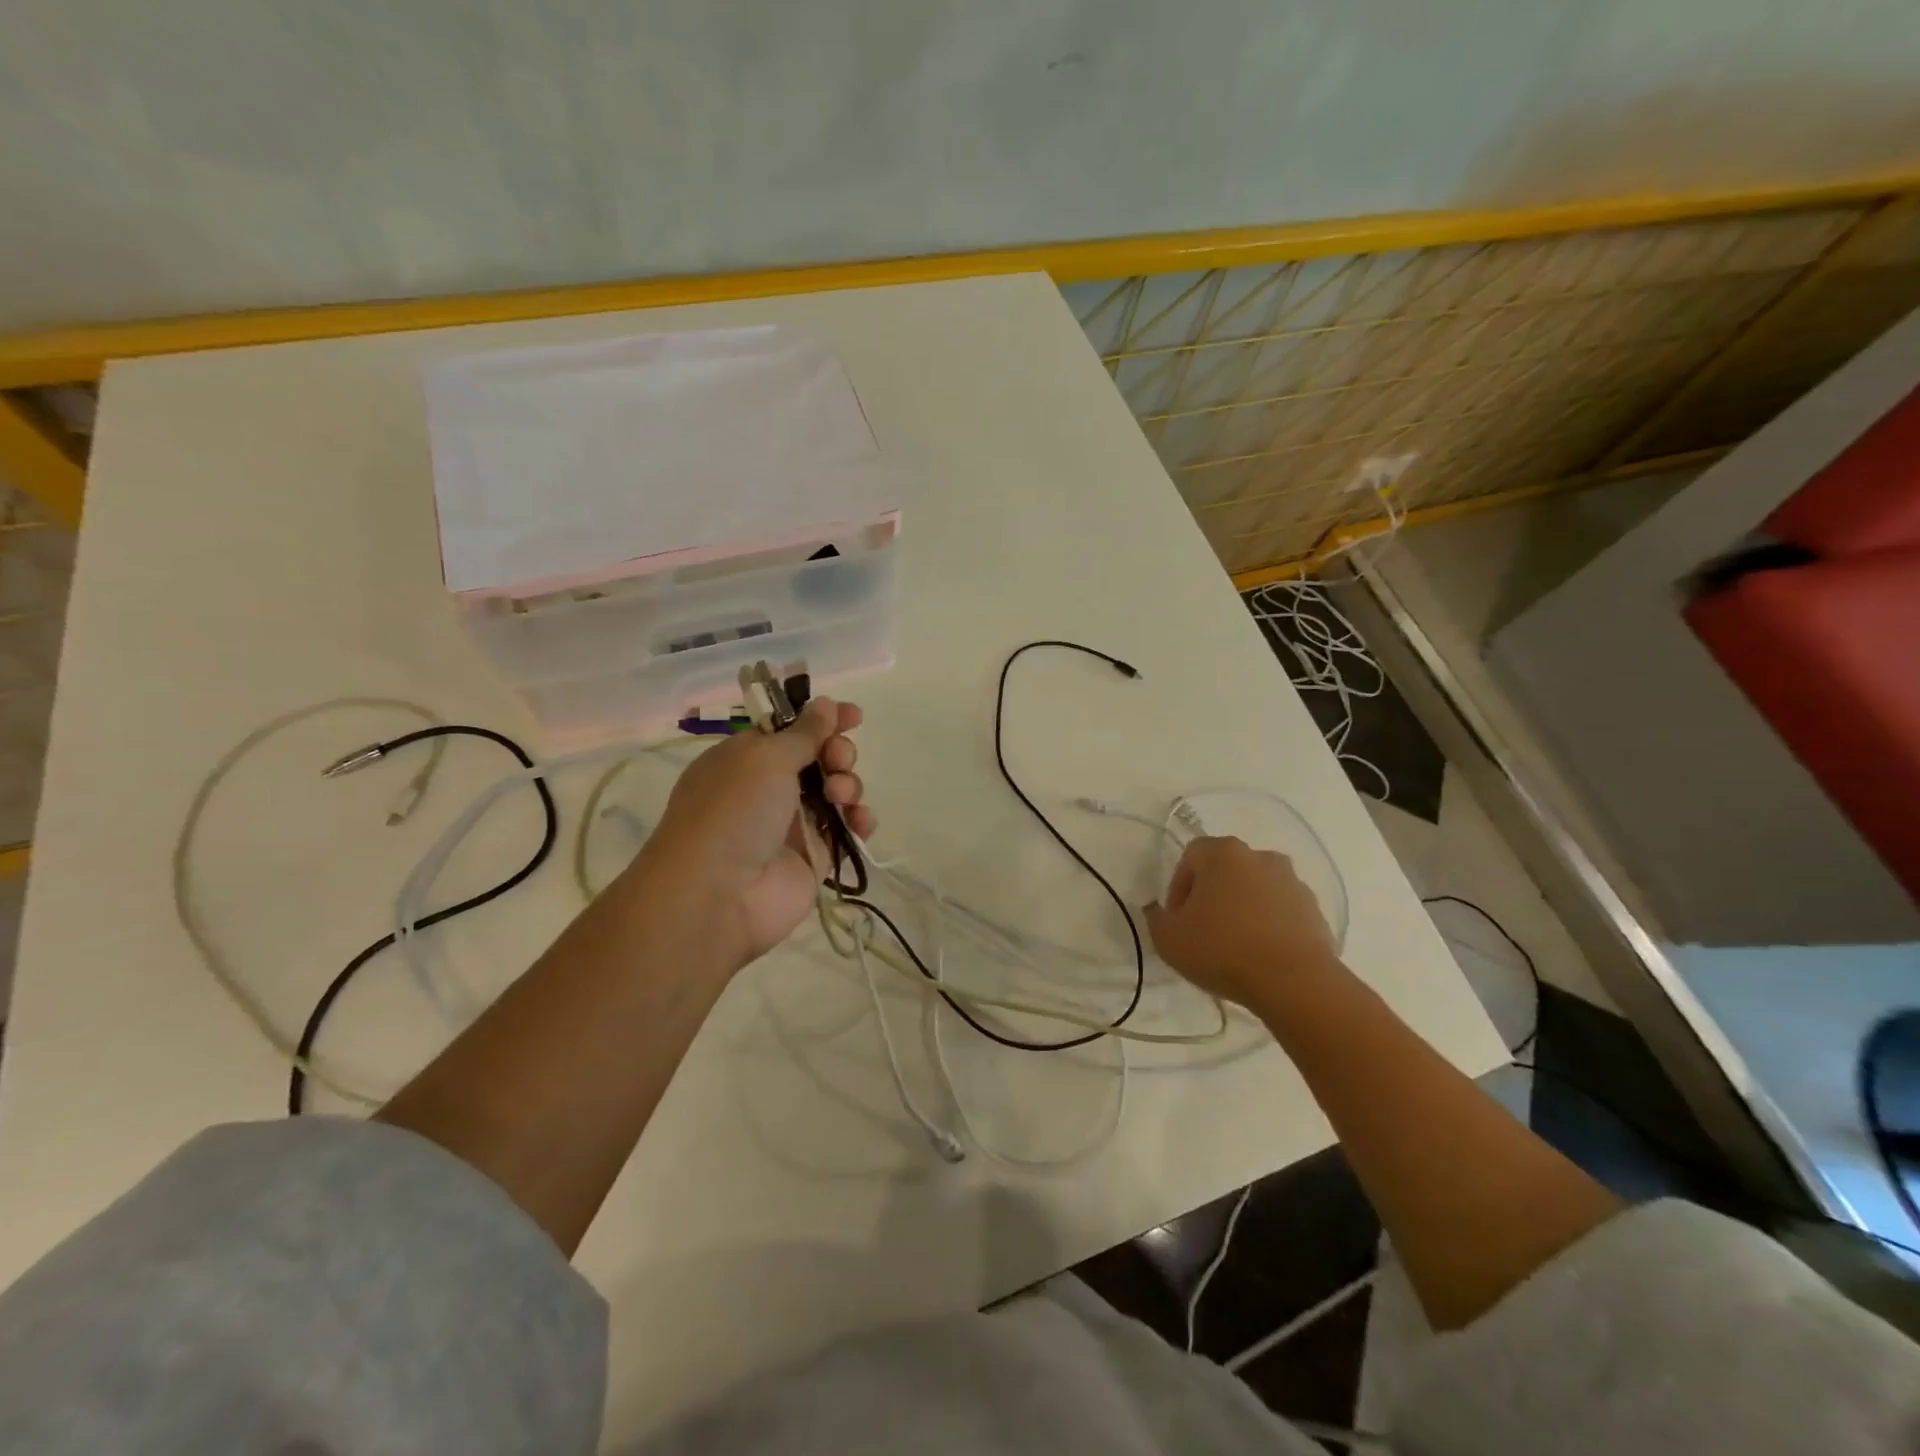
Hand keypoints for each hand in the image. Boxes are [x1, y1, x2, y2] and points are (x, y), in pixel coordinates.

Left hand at [626, 698, 872, 975]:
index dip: (822, 719)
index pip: (790, 729)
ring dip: (848, 785)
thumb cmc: (734, 811)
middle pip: (819, 758)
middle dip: (838, 752)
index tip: (853, 715)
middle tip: (838, 760)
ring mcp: (792, 824)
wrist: (718, 894)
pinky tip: (861, 822)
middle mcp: (768, 788)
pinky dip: (858, 822)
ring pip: (836, 792)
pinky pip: (845, 831)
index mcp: (746, 758)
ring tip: (841, 797)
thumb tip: (826, 703)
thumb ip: (804, 732)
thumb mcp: (765, 758)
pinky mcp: (814, 857)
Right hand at [1143, 836, 1341, 1011]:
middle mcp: (1260, 857)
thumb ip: (1156, 918)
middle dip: (1212, 894)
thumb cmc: (1223, 950)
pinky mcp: (1315, 910)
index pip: (1191, 855)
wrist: (1294, 982)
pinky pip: (1281, 910)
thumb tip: (1161, 911)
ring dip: (1243, 907)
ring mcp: (1292, 882)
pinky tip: (1262, 954)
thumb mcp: (1168, 938)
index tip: (1178, 917)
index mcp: (1223, 853)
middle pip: (1226, 869)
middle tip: (1203, 928)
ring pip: (1256, 888)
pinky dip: (1269, 924)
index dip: (1179, 885)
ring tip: (1235, 944)